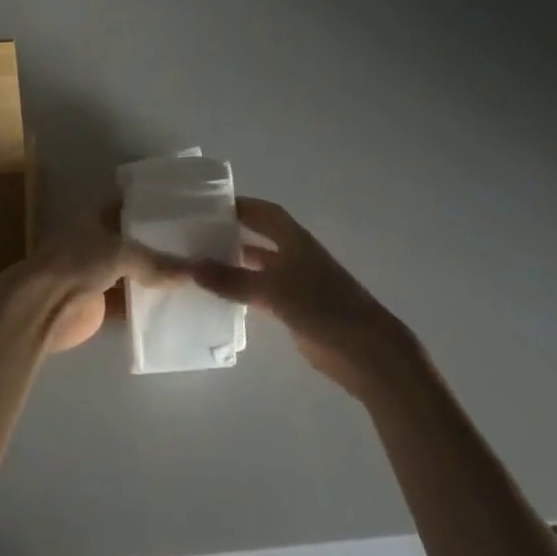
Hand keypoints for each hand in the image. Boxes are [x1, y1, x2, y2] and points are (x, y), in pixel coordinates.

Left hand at [0, 202, 181, 353]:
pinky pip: (131, 300)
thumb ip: (156, 262)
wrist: (43, 306)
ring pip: (135, 271)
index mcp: (97, 216)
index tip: (188, 212)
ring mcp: (98, 272)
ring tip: (196, 276)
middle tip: (200, 248)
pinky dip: (149, 304)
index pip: (132, 206)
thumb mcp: (120, 252)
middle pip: (135, 241)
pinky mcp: (101, 302)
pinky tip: (178, 305)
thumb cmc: (77, 263)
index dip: (156, 208)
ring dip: (157, 276)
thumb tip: (195, 272)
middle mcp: (98, 240)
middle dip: (162, 245)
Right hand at [190, 198, 421, 393]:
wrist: (365, 351)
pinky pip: (259, 293)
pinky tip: (218, 296)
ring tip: (200, 262)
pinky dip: (241, 292)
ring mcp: (294, 284)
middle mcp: (294, 256)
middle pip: (259, 237)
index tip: (209, 204)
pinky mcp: (293, 310)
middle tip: (198, 232)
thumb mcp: (272, 289)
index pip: (263, 212)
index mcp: (294, 240)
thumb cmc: (322, 306)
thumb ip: (232, 280)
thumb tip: (191, 267)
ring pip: (257, 267)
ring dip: (234, 264)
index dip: (240, 205)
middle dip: (232, 232)